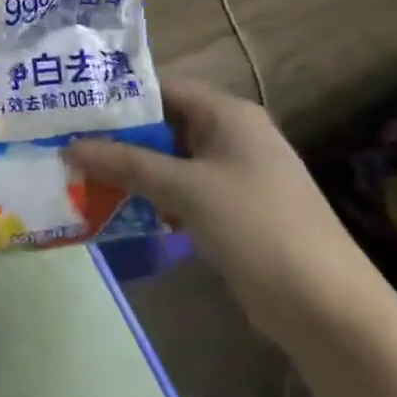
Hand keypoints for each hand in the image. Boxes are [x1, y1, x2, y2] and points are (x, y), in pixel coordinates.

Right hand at [68, 79, 383, 350]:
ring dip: (133, 169)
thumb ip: (127, 164)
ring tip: (82, 173)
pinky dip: (153, 195)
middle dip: (120, 137)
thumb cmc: (256, 227)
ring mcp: (234, 174)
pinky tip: (118, 206)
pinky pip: (183, 191)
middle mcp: (232, 135)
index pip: (163, 89)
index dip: (119, 97)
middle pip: (164, 124)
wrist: (327, 307)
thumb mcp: (186, 189)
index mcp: (228, 114)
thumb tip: (70, 147)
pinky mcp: (233, 210)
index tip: (74, 108)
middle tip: (69, 143)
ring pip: (171, 160)